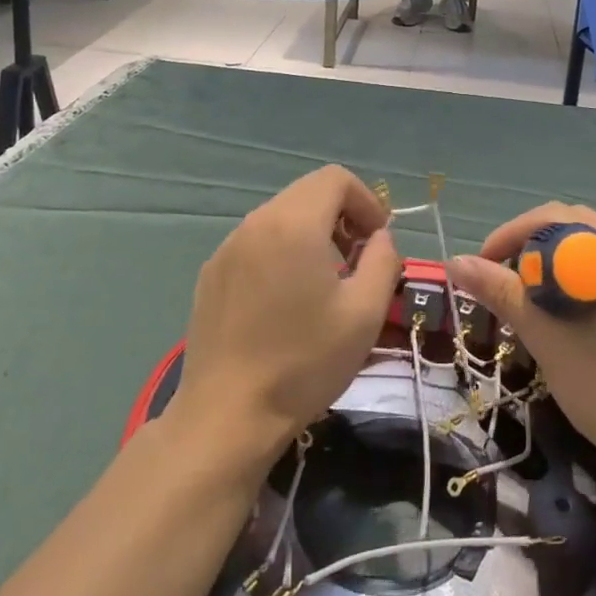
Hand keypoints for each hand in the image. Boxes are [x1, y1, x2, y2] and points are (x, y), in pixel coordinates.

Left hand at [170, 166, 403, 464]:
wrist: (226, 417)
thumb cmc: (304, 362)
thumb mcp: (365, 312)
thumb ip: (384, 260)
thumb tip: (379, 238)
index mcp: (294, 224)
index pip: (336, 178)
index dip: (366, 200)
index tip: (377, 240)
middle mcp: (256, 223)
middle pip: (308, 192)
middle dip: (342, 215)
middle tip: (358, 260)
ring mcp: (228, 248)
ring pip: (281, 216)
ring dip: (313, 232)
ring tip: (325, 280)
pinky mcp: (211, 274)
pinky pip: (257, 242)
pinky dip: (283, 250)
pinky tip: (287, 300)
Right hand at [449, 204, 595, 489]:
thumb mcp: (548, 339)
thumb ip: (503, 293)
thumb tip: (455, 262)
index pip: (559, 217)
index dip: (513, 233)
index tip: (483, 264)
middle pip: (576, 228)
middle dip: (531, 245)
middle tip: (501, 279)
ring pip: (592, 251)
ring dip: (553, 264)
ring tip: (525, 298)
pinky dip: (577, 282)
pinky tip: (562, 315)